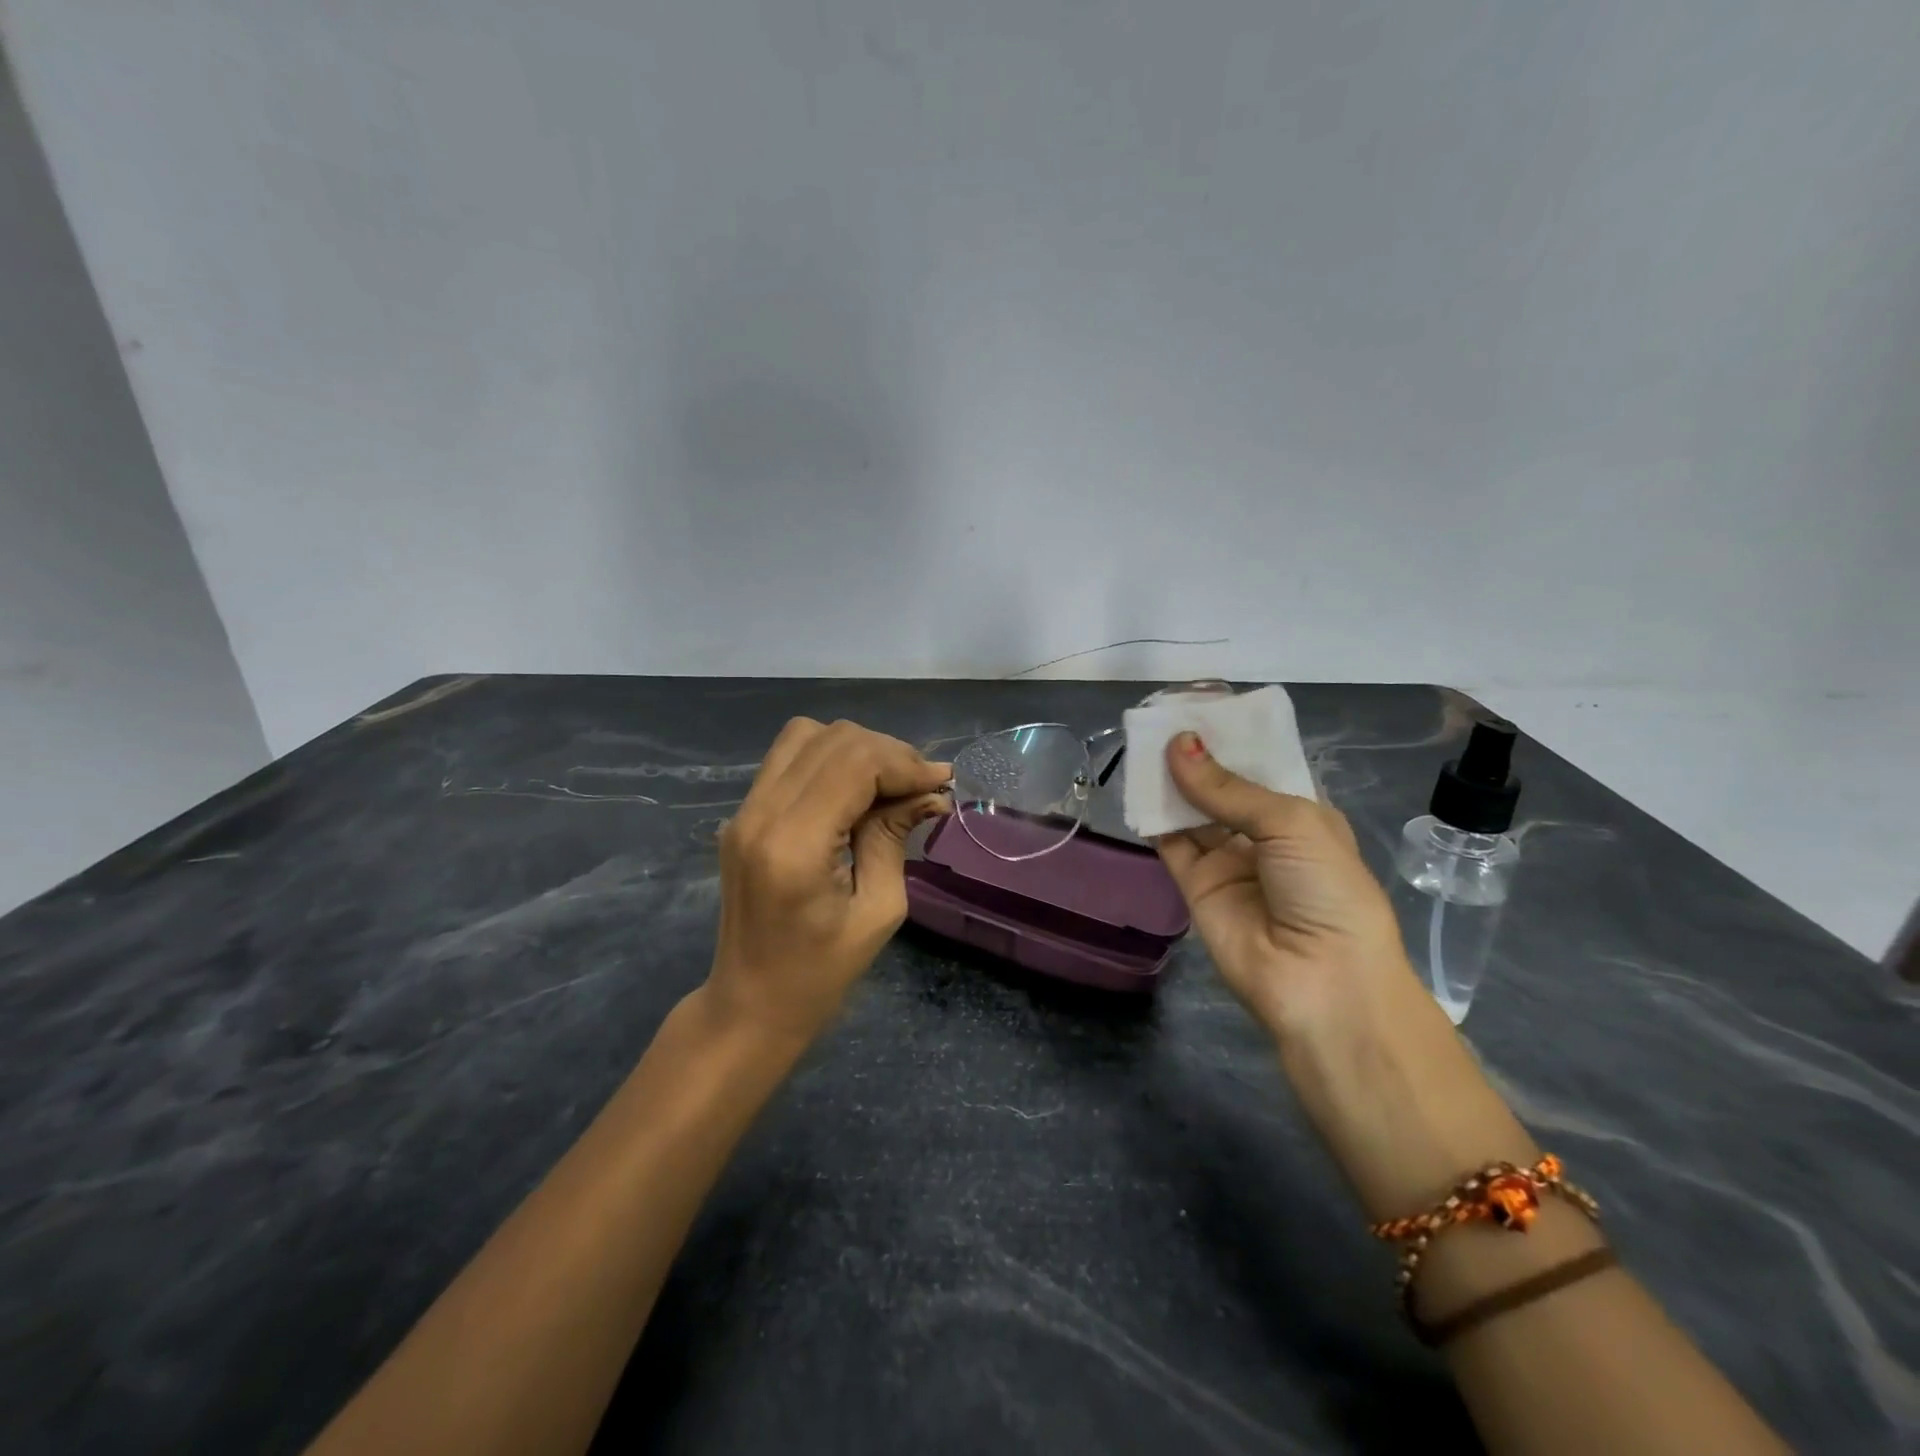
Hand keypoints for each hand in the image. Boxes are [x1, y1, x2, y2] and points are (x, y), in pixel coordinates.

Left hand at [706, 717, 949, 1043]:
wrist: (749, 1005)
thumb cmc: (820, 974)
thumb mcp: (878, 911)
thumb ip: (895, 837)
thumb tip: (929, 792)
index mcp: (794, 846)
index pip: (854, 763)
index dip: (904, 763)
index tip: (940, 782)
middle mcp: (760, 815)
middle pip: (832, 740)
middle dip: (887, 753)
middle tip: (920, 786)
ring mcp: (743, 811)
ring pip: (805, 735)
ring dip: (856, 749)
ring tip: (889, 783)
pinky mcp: (742, 814)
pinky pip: (789, 758)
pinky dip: (830, 759)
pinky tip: (856, 790)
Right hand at [1154, 732, 1414, 1041]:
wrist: (1320, 982)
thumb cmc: (1327, 889)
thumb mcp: (1291, 824)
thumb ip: (1228, 788)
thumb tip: (1178, 744)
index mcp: (1301, 814)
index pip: (1261, 766)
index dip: (1232, 739)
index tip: (1199, 707)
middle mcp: (1263, 834)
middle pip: (1221, 786)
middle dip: (1195, 756)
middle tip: (1161, 720)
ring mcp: (1227, 860)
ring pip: (1191, 811)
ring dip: (1170, 781)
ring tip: (1141, 743)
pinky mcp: (1195, 884)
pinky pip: (1170, 842)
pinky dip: (1152, 817)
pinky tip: (1136, 786)